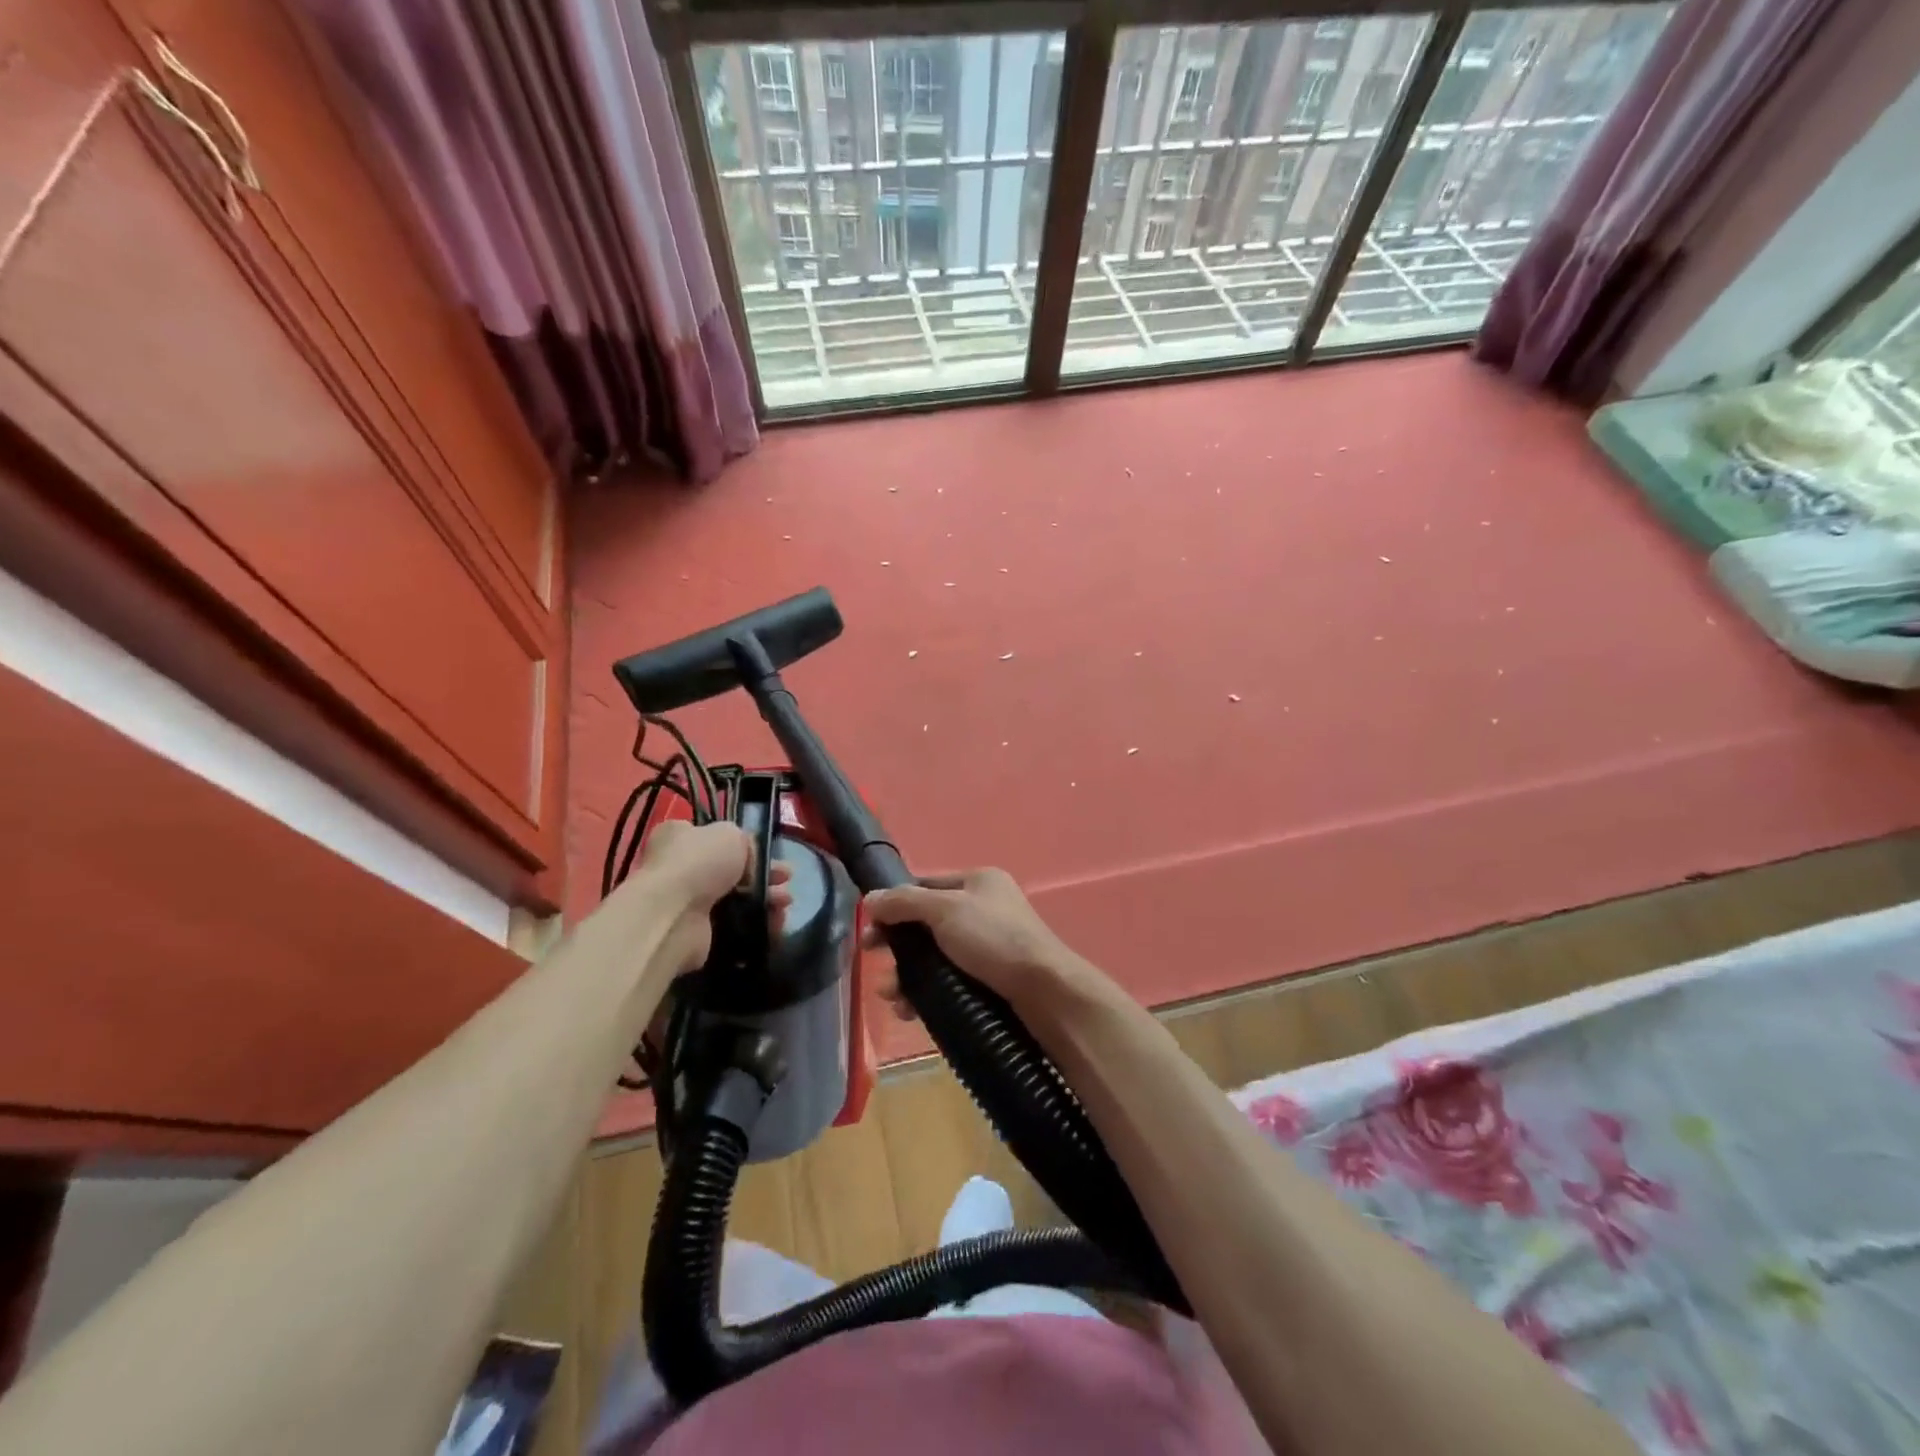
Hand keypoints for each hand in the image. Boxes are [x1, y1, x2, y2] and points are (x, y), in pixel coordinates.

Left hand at [632, 821, 791, 973]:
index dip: (746, 845)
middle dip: (765, 874)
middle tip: (786, 879)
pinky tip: (777, 922)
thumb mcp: (731, 834)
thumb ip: (744, 841)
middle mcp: (680, 868)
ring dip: (766, 898)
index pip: (715, 837)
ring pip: (738, 898)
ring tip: (785, 902)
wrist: (674, 916)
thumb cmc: (699, 862)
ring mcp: (689, 903)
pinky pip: (737, 925)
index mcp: (680, 837)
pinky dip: (758, 923)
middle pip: (733, 870)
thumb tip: (749, 857)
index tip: (770, 853)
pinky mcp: (700, 933)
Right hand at [862, 868, 1088, 1017]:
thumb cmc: (994, 939)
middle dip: (898, 946)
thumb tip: (869, 898)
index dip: (894, 904)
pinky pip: (948, 981)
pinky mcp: (989, 979)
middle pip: (926, 924)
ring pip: (935, 957)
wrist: (1045, 991)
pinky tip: (910, 1011)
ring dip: (907, 975)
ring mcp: (988, 946)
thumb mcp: (945, 911)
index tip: (869, 929)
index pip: (925, 885)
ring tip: (892, 996)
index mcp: (978, 881)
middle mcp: (983, 909)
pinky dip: (927, 993)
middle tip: (874, 963)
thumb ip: (905, 902)